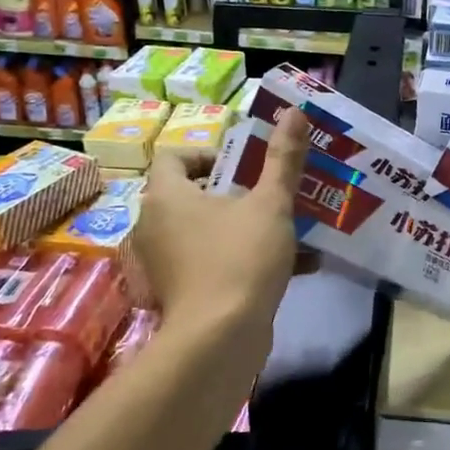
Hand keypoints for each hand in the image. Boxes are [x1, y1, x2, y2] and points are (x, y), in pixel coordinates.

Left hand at [133, 107, 309, 368]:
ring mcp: (164, 262)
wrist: (220, 338)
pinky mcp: (179, 292)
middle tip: (270, 193)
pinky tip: (295, 265)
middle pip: (192, 194)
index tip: (245, 166)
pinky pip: (213, 262)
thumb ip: (283, 158)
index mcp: (166, 196)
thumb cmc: (240, 258)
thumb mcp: (271, 203)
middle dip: (236, 192)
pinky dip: (244, 259)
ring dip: (245, 226)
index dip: (209, 154)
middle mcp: (155, 226)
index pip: (175, 156)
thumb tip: (295, 111)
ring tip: (287, 228)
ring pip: (207, 231)